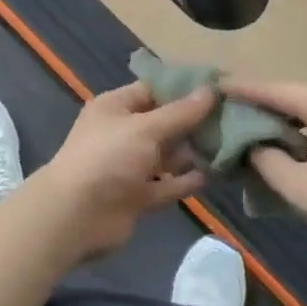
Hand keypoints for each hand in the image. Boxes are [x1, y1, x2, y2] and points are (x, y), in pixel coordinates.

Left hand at [34, 83, 214, 261]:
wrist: (75, 216)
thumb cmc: (108, 157)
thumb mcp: (146, 128)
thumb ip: (180, 113)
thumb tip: (210, 90)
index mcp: (116, 107)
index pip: (153, 90)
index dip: (183, 89)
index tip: (217, 89)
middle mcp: (122, 133)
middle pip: (163, 123)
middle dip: (192, 123)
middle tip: (231, 119)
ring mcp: (128, 166)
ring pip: (165, 156)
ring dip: (191, 153)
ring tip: (227, 146)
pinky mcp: (136, 196)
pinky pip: (165, 185)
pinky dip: (184, 181)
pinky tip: (211, 176)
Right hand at [226, 79, 306, 268]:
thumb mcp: (299, 188)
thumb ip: (266, 160)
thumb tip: (249, 147)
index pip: (275, 90)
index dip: (242, 90)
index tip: (213, 88)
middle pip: (291, 97)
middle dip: (258, 105)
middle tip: (224, 110)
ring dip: (278, 122)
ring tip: (244, 128)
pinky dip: (298, 134)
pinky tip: (279, 146)